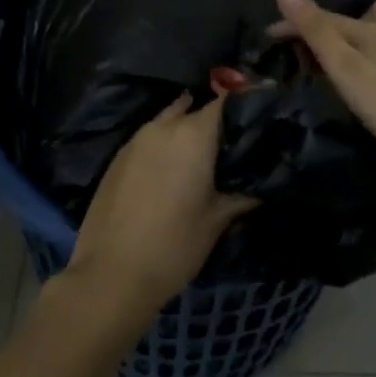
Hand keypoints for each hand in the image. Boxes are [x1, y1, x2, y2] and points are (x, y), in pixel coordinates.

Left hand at [65, 93, 256, 313]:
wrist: (110, 275)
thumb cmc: (174, 245)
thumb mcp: (217, 220)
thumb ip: (243, 195)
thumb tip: (265, 184)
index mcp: (193, 134)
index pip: (225, 101)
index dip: (244, 103)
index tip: (259, 114)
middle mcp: (163, 127)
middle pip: (196, 108)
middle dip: (215, 120)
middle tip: (233, 142)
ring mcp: (135, 140)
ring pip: (169, 121)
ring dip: (186, 130)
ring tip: (204, 154)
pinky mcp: (116, 158)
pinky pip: (149, 140)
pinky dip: (165, 145)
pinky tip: (173, 169)